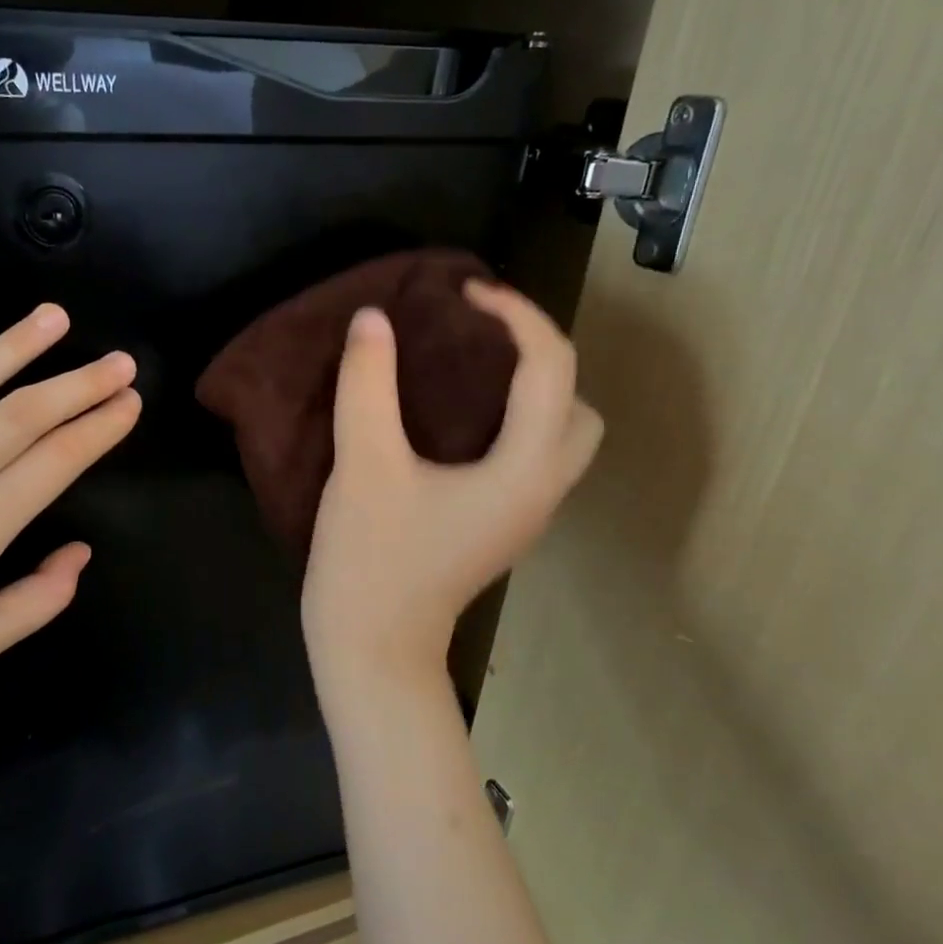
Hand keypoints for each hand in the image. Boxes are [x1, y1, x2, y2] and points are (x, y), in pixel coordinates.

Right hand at [302, 280, 601, 699]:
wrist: (372, 650)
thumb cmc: (372, 561)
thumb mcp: (364, 466)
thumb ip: (367, 386)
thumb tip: (372, 320)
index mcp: (524, 469)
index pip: (550, 367)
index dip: (515, 314)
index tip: (462, 293)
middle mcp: (541, 490)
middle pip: (577, 406)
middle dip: (541, 356)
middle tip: (478, 337)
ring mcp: (523, 515)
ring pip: (558, 436)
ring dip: (529, 391)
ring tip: (468, 369)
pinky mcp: (497, 528)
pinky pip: (527, 457)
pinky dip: (508, 422)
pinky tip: (453, 419)